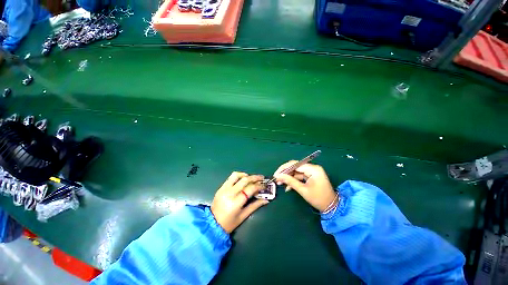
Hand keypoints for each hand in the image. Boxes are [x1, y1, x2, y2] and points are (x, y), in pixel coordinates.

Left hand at [211, 172, 269, 232]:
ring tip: (251, 178)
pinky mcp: (220, 187)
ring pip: (236, 175)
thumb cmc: (229, 223)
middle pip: (245, 180)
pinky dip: (238, 176)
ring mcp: (224, 189)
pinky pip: (230, 178)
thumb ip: (255, 206)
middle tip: (262, 178)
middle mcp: (229, 193)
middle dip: (255, 177)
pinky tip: (243, 179)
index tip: (265, 186)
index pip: (250, 189)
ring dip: (245, 175)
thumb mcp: (243, 216)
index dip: (259, 186)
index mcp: (235, 203)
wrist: (212, 224)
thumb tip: (266, 200)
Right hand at [274, 161, 335, 211]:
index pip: (295, 164)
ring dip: (288, 177)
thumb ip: (290, 181)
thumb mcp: (303, 190)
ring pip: (296, 172)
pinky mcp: (310, 176)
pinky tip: (287, 186)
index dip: (284, 168)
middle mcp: (312, 168)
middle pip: (295, 167)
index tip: (276, 174)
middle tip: (276, 178)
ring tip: (279, 182)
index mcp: (313, 169)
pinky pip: (299, 176)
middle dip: (285, 173)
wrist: (332, 207)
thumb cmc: (318, 199)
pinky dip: (293, 180)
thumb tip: (278, 176)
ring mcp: (312, 172)